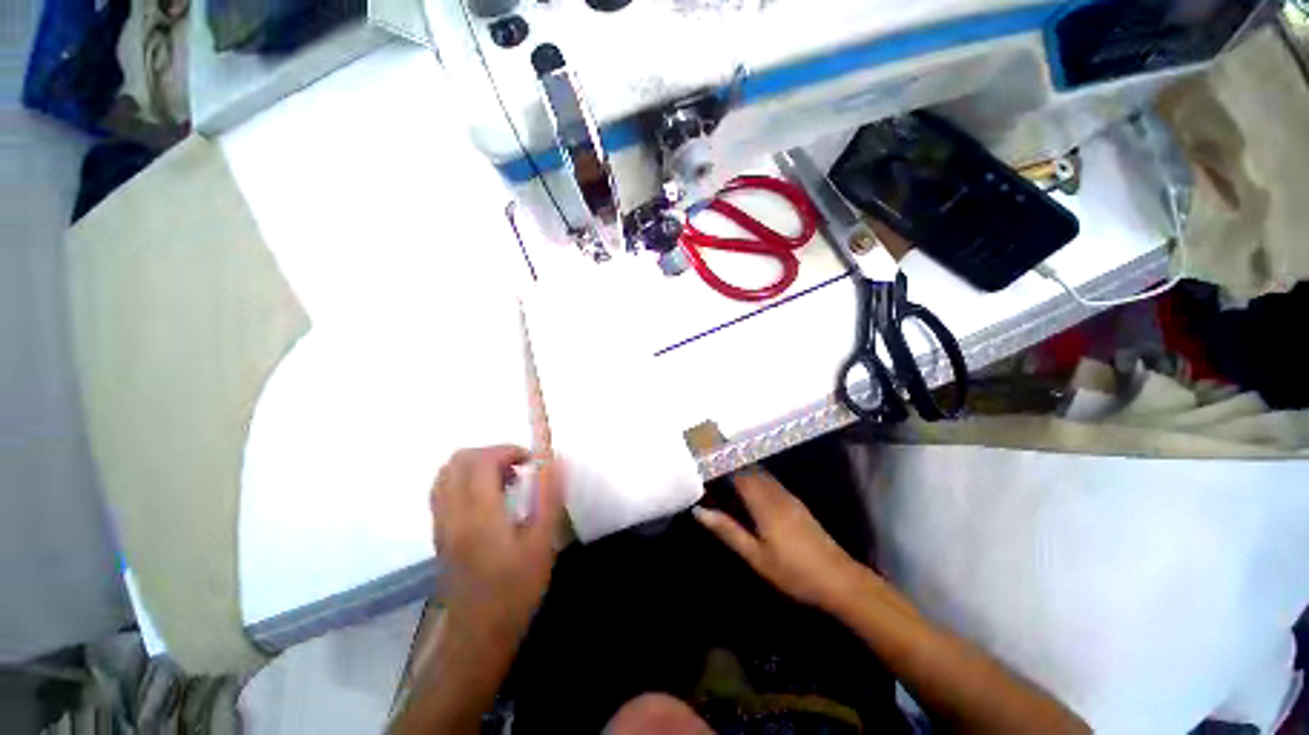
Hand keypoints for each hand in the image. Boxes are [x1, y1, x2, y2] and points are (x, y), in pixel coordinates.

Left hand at [430, 446, 564, 640]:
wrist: (477, 636)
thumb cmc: (516, 590)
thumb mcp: (542, 543)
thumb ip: (548, 496)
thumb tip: (555, 459)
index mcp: (479, 515)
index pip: (481, 460)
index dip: (508, 450)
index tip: (531, 464)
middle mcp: (453, 513)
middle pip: (459, 460)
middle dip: (493, 454)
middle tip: (519, 471)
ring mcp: (441, 523)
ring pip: (447, 472)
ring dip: (477, 465)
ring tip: (504, 482)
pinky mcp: (439, 533)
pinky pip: (443, 489)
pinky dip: (465, 479)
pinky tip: (488, 499)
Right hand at [693, 468, 865, 611]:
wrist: (839, 580)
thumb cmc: (794, 572)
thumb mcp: (756, 556)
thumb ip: (728, 531)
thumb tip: (699, 511)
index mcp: (763, 503)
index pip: (737, 473)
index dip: (719, 465)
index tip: (702, 463)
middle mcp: (776, 492)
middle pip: (749, 469)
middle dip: (729, 466)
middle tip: (709, 469)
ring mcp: (788, 497)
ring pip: (760, 474)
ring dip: (741, 471)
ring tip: (723, 478)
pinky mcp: (796, 504)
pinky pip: (770, 482)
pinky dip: (754, 480)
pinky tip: (747, 492)